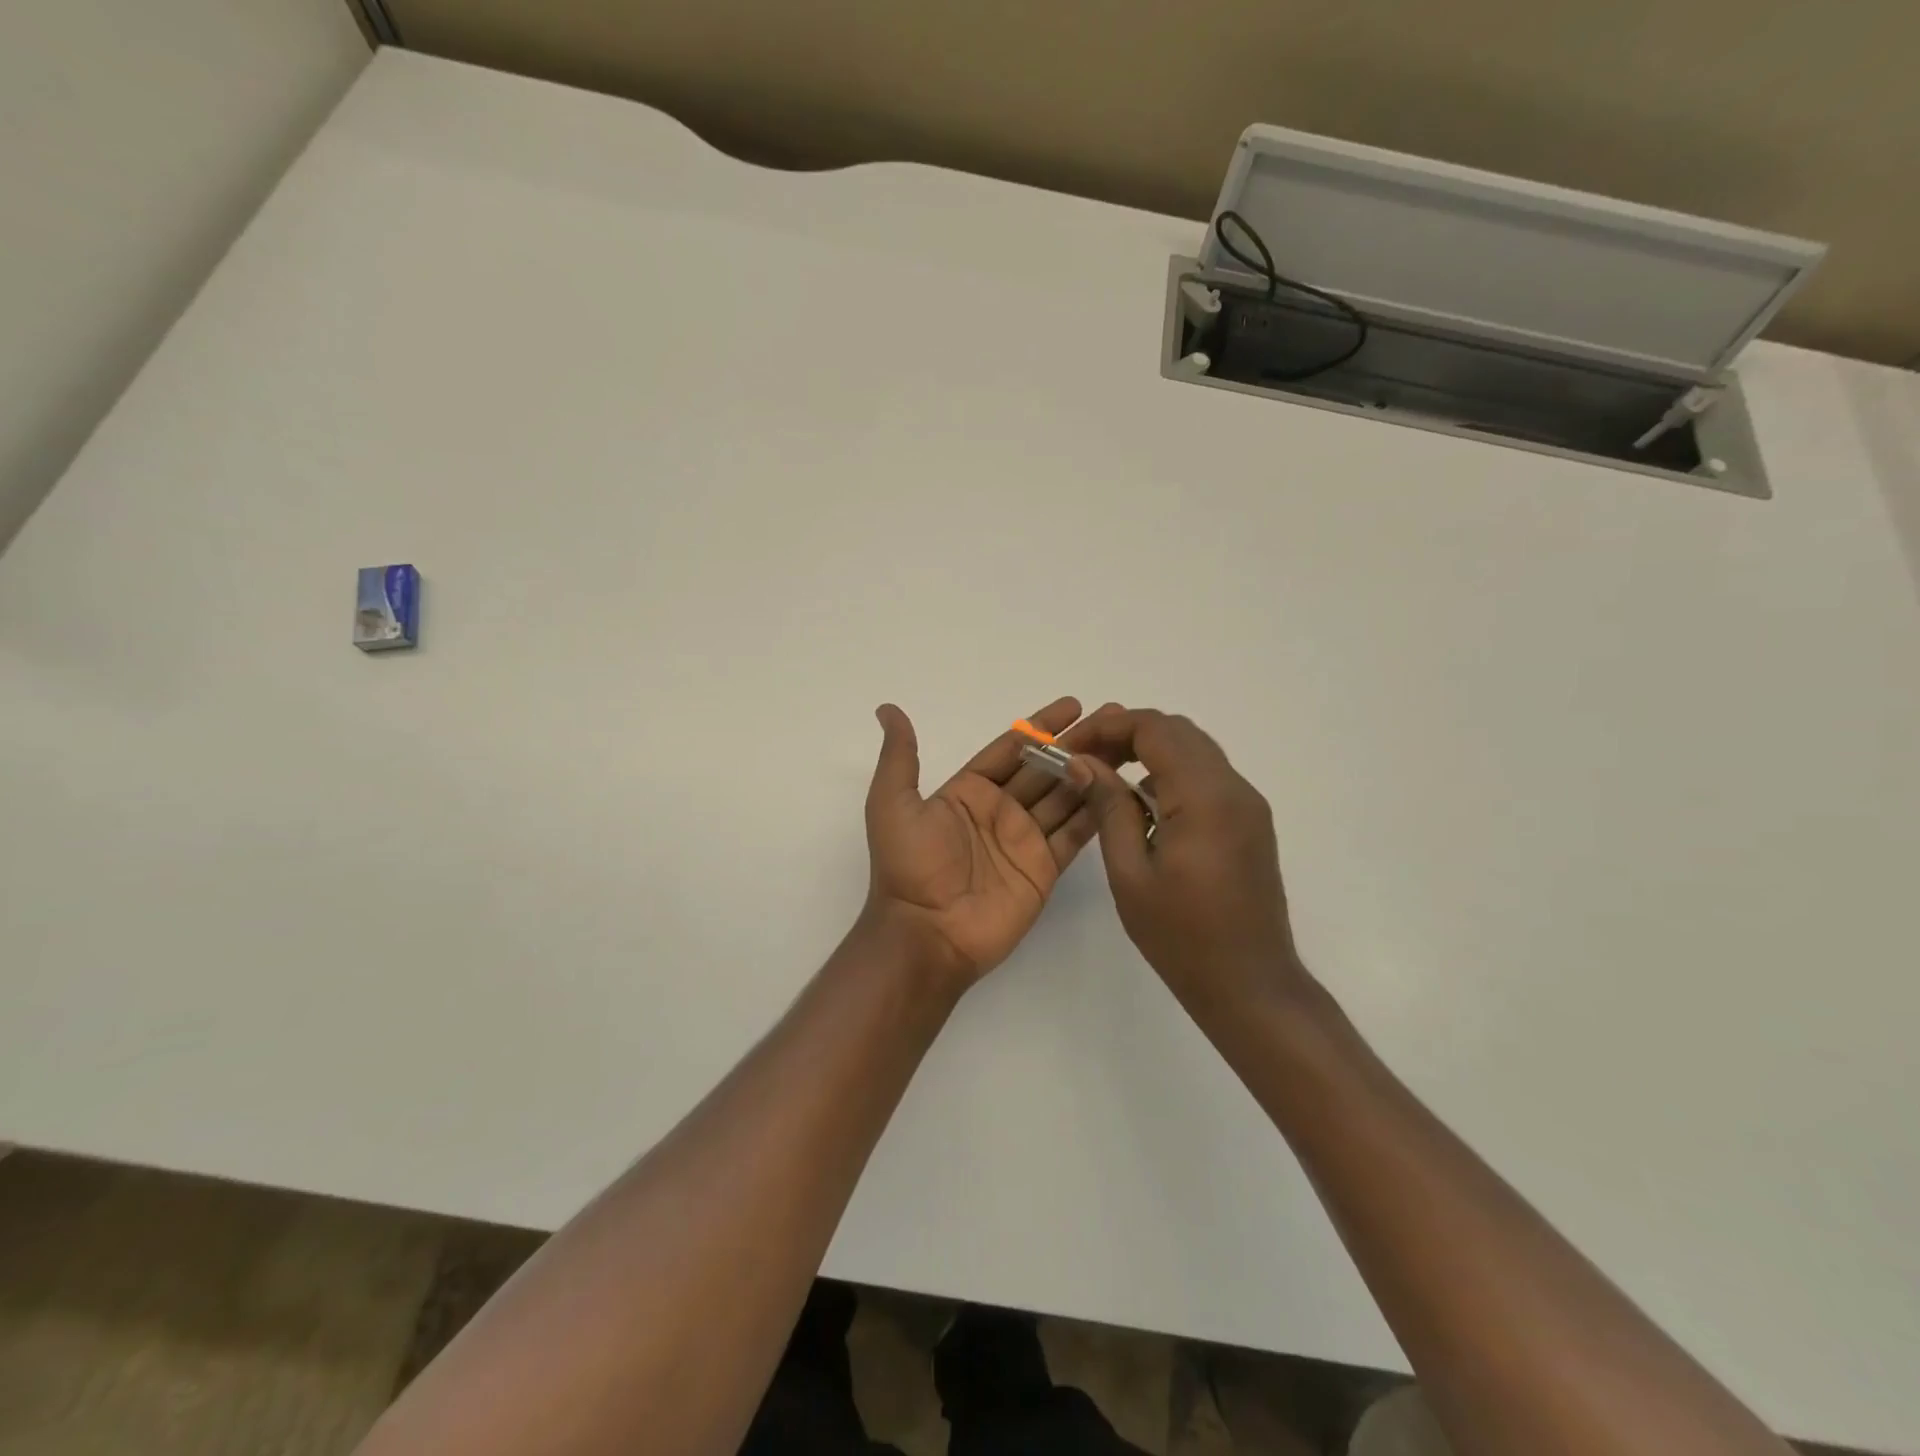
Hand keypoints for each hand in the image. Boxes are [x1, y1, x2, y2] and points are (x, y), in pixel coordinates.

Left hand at [862, 696, 1130, 989]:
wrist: (926, 934)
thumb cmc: (908, 867)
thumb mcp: (892, 803)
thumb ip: (899, 756)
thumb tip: (886, 708)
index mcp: (968, 791)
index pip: (1011, 748)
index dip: (1040, 726)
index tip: (1073, 705)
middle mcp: (1000, 811)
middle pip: (1045, 768)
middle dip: (1076, 744)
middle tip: (1114, 718)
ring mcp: (1025, 840)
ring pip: (1066, 796)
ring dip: (1092, 771)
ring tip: (1126, 745)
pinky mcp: (1044, 868)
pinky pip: (1075, 834)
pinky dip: (1096, 813)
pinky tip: (1120, 789)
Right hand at [1070, 710, 1304, 1006]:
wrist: (1250, 985)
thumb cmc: (1182, 937)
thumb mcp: (1130, 873)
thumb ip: (1109, 807)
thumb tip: (1082, 762)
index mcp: (1204, 797)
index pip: (1154, 729)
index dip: (1107, 727)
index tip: (1071, 748)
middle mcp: (1234, 788)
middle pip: (1177, 731)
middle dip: (1126, 733)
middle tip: (1084, 759)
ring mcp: (1248, 804)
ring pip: (1194, 750)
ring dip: (1148, 751)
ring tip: (1105, 776)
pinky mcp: (1250, 822)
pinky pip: (1207, 777)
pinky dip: (1170, 773)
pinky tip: (1142, 805)